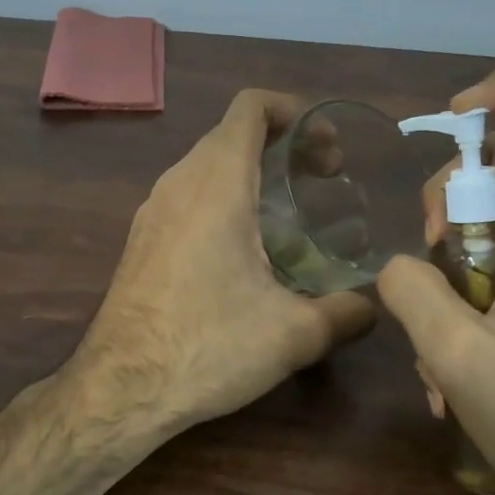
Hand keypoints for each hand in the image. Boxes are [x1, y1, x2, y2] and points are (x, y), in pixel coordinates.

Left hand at [75, 89, 378, 432]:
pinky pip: (188, 194)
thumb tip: (374, 307)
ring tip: (290, 210)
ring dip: (251, 170)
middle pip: (231, 132)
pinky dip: (224, 196)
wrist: (120, 387)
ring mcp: (153, 210)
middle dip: (282, 142)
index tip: (327, 144)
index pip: (250, 107)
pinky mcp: (142, 238)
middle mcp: (179, 182)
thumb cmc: (207, 347)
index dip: (293, 110)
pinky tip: (246, 247)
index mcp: (217, 183)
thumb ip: (346, 313)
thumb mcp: (294, 334)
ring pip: (208, 164)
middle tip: (324, 177)